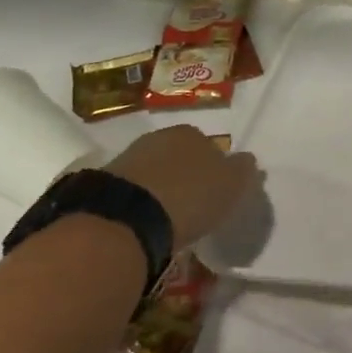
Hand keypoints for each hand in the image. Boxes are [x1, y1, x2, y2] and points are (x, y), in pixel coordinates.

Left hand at [104, 126, 259, 247]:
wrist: (125, 218)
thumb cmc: (190, 196)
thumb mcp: (232, 185)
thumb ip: (243, 170)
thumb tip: (247, 160)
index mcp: (192, 133)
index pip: (209, 146)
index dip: (214, 168)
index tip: (215, 190)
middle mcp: (160, 137)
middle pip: (179, 156)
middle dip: (186, 174)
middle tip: (192, 202)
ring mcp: (128, 158)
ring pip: (154, 171)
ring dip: (161, 187)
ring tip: (167, 215)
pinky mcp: (103, 183)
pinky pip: (132, 189)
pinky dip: (140, 200)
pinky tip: (145, 219)